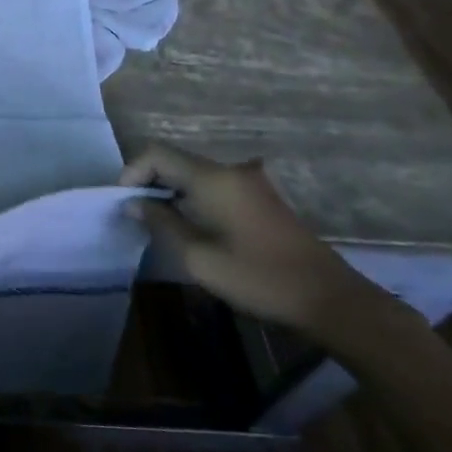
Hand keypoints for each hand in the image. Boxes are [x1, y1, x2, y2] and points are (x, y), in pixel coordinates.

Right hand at [121, 139, 399, 343]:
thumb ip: (161, 223)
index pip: (156, 153)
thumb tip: (135, 204)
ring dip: (170, 192)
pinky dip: (192, 199)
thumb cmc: (257, 277)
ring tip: (158, 224)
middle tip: (135, 216)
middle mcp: (230, 171)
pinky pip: (213, 187)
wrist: (328, 298)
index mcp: (212, 178)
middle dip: (148, 182)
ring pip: (193, 175)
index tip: (124, 203)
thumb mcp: (197, 256)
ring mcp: (248, 183)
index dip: (132, 172)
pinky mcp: (259, 199)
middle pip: (175, 161)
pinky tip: (190, 228)